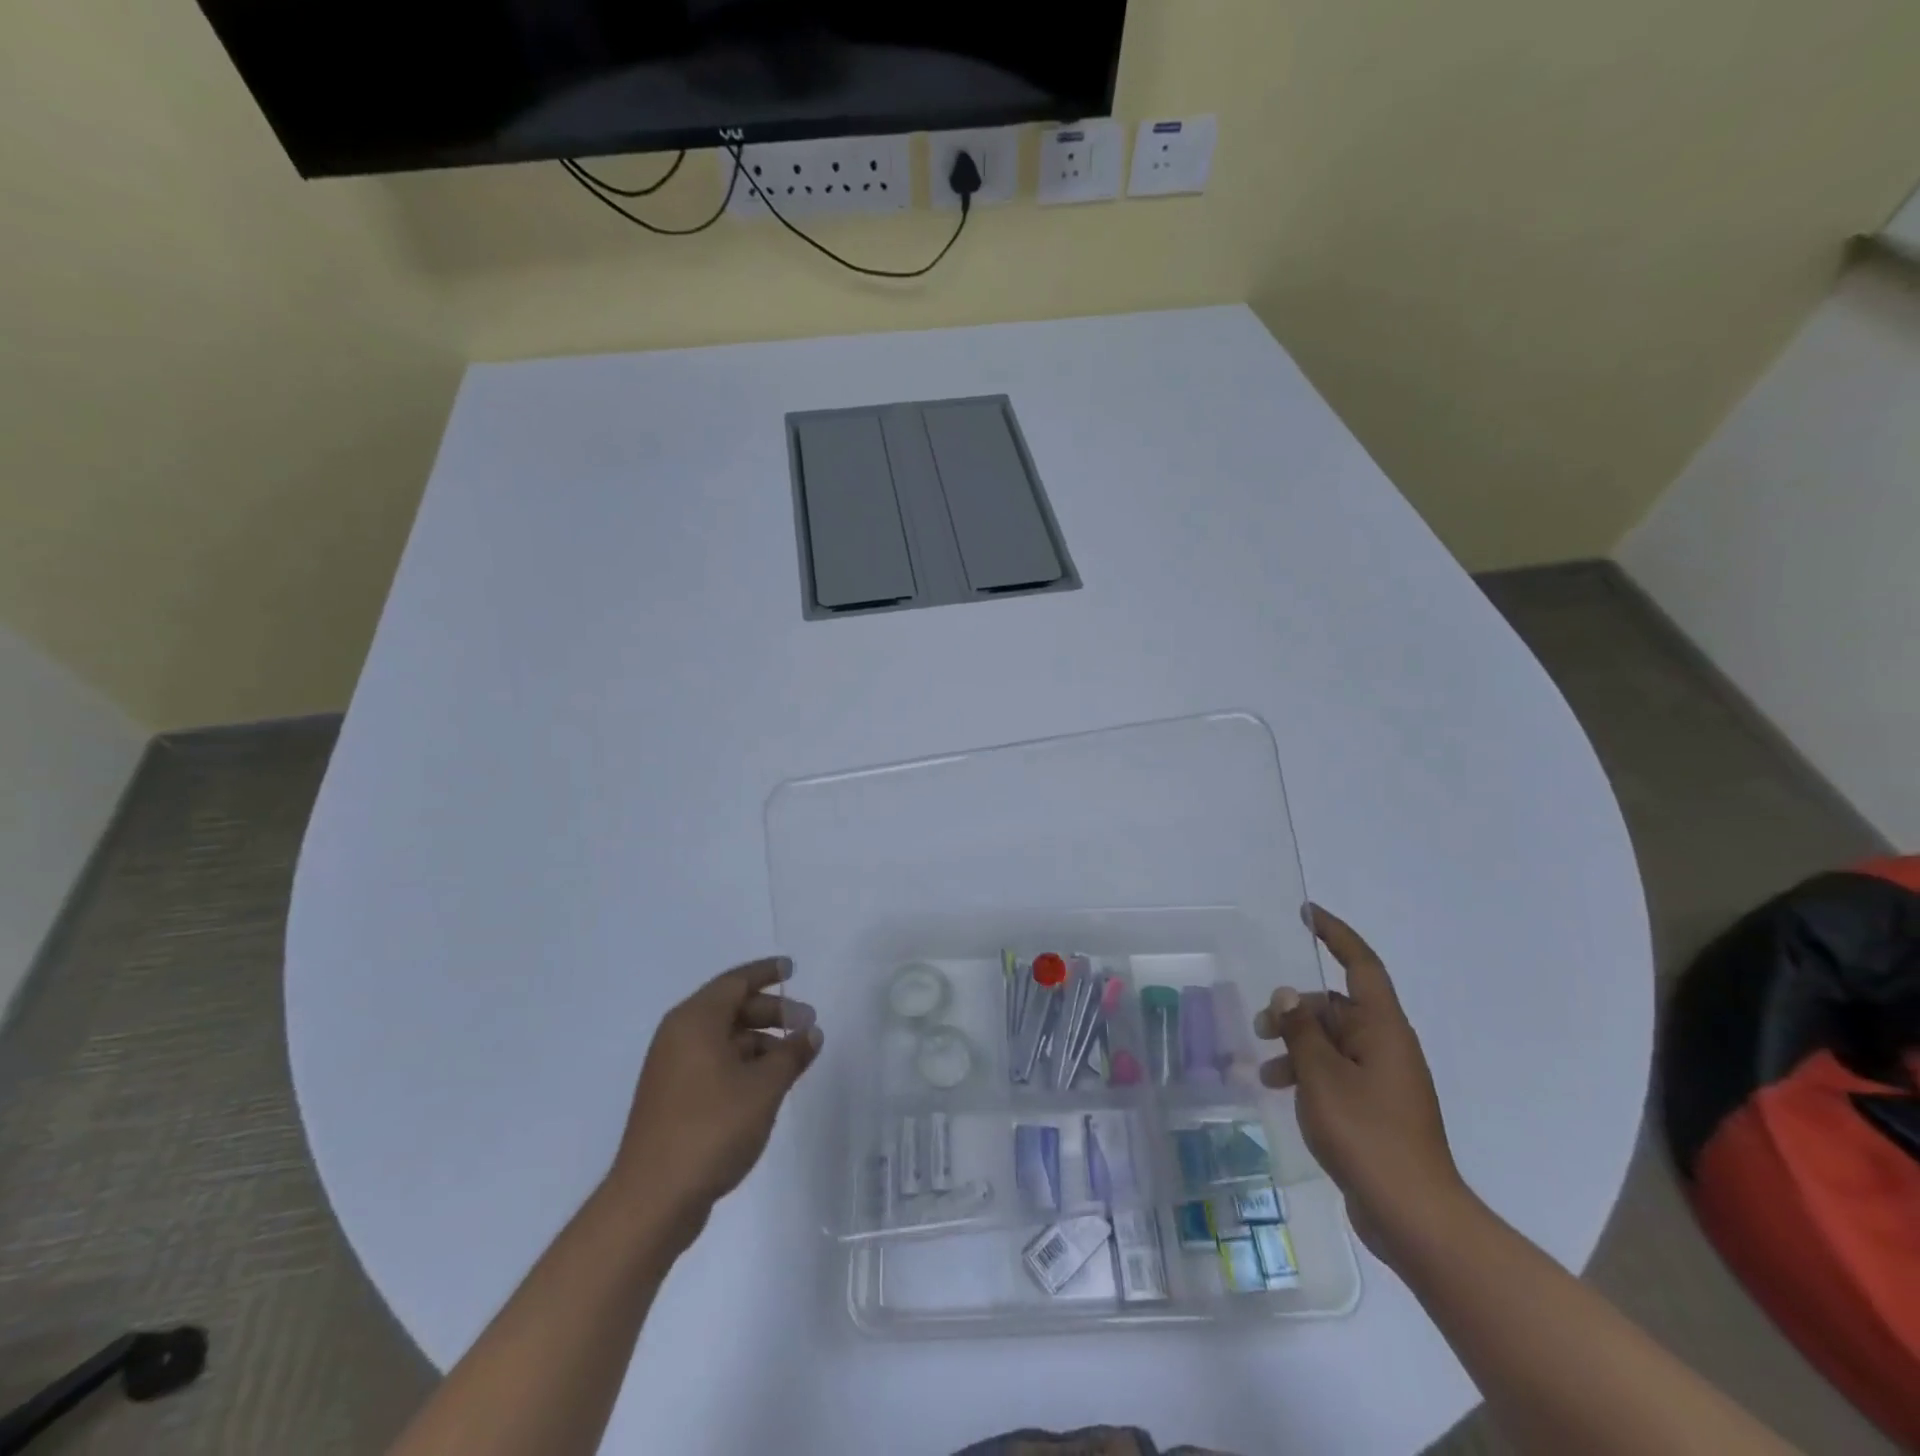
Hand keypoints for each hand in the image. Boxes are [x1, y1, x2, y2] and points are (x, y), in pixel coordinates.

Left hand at [605, 957, 821, 1239]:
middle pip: (730, 1008)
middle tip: (806, 1023)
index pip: (736, 982)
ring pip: (723, 1038)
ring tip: (793, 1059)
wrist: (653, 1200)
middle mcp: (679, 1036)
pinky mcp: (672, 1098)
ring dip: (760, 1041)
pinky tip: (766, 1083)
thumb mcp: (764, 1087)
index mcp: (695, 1021)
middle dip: (771, 1012)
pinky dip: (742, 1062)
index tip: (792, 969)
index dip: (766, 973)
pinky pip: (713, 1062)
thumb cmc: (712, 1129)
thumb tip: (811, 1033)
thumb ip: (791, 1054)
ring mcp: (672, 1068)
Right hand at [1254, 906, 1466, 1261]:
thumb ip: (1300, 1031)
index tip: (1307, 913)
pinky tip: (1283, 1094)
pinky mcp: (1377, 1109)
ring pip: (1333, 1043)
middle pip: (1336, 1008)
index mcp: (1383, 1029)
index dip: (1335, 935)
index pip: (1361, 965)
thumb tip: (1286, 995)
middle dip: (1296, 1011)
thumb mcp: (1321, 1076)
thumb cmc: (1367, 1134)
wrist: (1414, 1216)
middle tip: (1260, 1028)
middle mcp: (1387, 1046)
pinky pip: (1337, 1073)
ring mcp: (1384, 1080)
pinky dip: (1309, 1074)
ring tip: (1265, 1072)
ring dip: (1297, 1047)